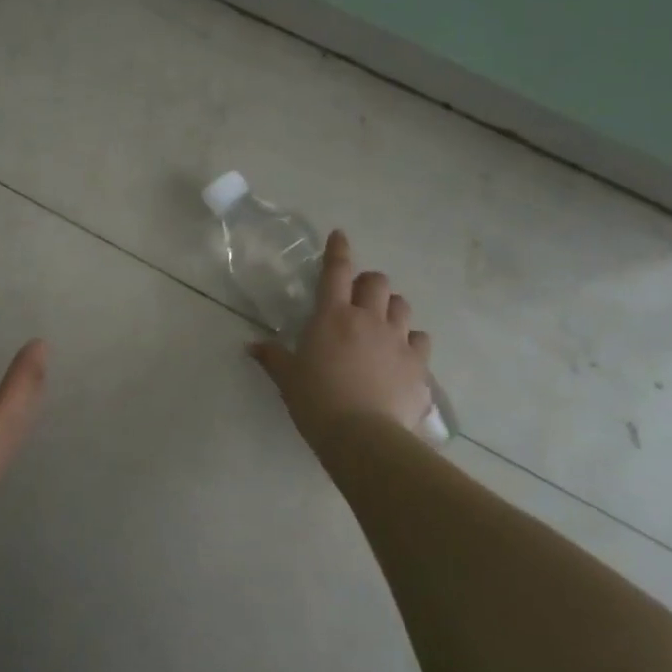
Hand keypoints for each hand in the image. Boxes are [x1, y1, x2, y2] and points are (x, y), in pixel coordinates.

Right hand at [248, 230, 434, 452]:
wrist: (363, 436)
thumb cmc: (316, 401)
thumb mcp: (287, 378)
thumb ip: (272, 357)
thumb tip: (251, 346)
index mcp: (332, 316)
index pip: (335, 271)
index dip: (337, 250)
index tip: (339, 235)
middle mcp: (368, 319)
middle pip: (377, 282)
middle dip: (368, 283)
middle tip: (358, 297)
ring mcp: (398, 340)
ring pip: (402, 306)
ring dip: (392, 308)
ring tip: (383, 322)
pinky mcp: (418, 365)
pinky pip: (421, 340)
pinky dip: (412, 341)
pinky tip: (403, 355)